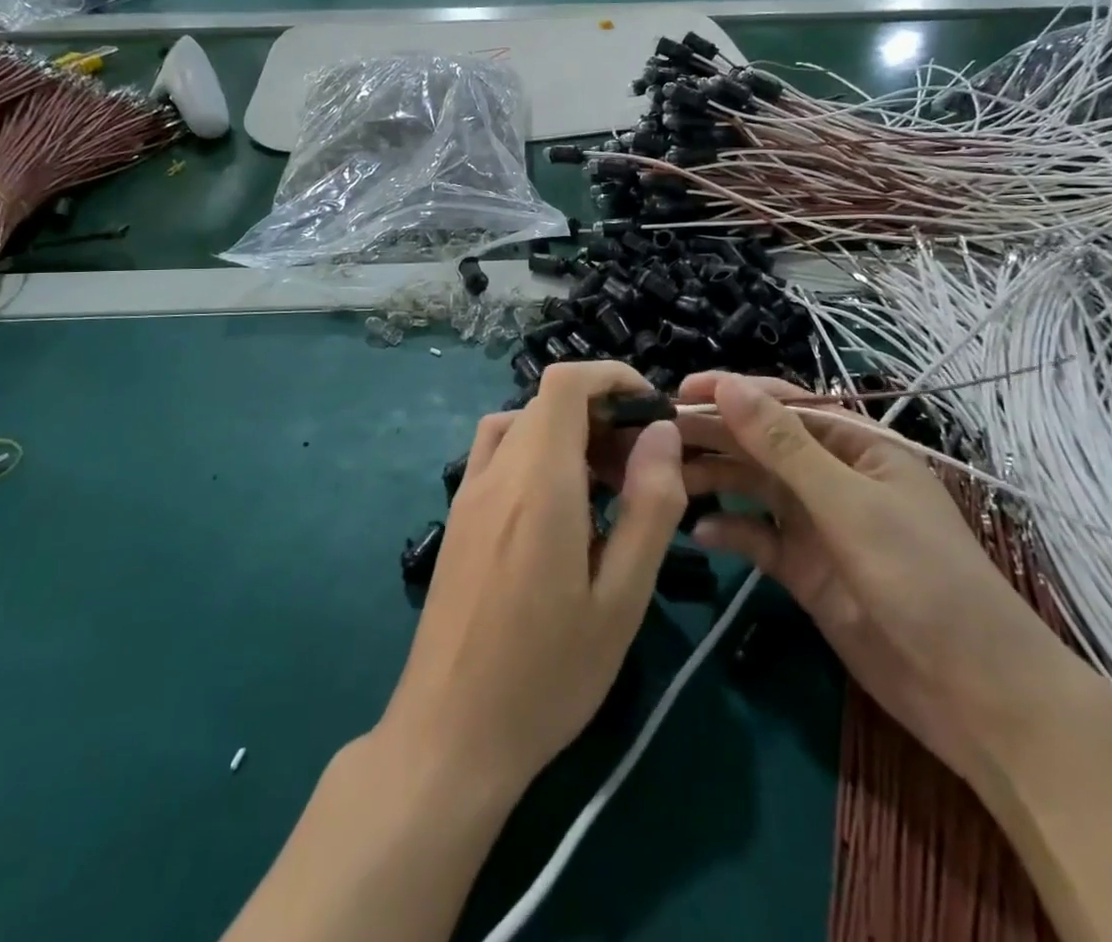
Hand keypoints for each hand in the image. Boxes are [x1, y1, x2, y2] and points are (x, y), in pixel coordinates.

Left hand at [378, 362, 685, 798]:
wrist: (450, 735)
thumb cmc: (548, 673)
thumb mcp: (622, 597)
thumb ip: (649, 506)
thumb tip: (661, 434)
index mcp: (537, 480)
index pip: (565, 383)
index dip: (610, 377)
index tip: (651, 408)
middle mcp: (496, 471)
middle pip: (547, 404)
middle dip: (600, 415)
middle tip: (642, 469)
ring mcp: (468, 493)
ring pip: (521, 426)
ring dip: (567, 435)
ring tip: (605, 488)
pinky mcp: (457, 518)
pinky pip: (499, 455)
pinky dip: (536, 454)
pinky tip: (559, 511)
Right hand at [675, 373, 1074, 783]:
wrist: (976, 697)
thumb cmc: (922, 579)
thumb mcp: (849, 504)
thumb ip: (783, 445)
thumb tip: (728, 386)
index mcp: (855, 445)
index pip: (782, 404)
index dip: (730, 393)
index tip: (677, 393)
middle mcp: (832, 476)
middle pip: (760, 444)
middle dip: (712, 436)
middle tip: (653, 438)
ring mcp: (818, 524)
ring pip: (753, 488)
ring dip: (712, 480)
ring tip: (663, 481)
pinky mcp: (805, 569)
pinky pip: (757, 538)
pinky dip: (730, 533)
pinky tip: (699, 535)